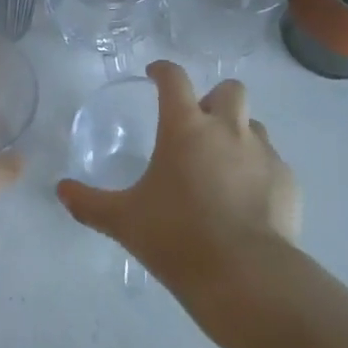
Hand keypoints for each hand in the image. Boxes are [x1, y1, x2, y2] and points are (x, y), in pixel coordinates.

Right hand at [57, 61, 300, 287]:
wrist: (246, 276)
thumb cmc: (177, 238)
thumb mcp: (124, 221)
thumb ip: (90, 203)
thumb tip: (60, 190)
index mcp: (185, 127)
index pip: (174, 78)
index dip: (163, 70)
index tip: (154, 75)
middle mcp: (227, 128)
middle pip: (229, 89)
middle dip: (214, 99)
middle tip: (198, 126)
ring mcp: (263, 153)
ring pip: (253, 125)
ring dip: (238, 134)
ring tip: (223, 166)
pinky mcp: (287, 181)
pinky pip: (272, 162)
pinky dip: (258, 171)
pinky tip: (247, 201)